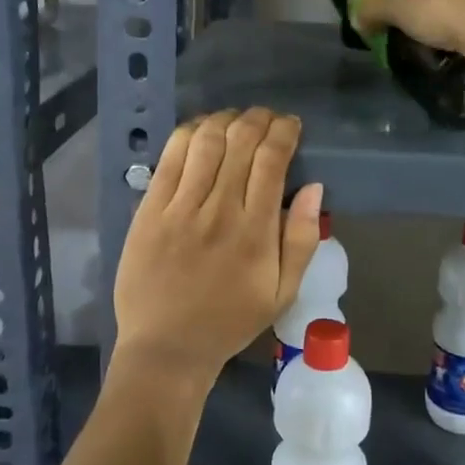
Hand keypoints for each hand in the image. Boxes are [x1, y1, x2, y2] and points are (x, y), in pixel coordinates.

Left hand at [110, 108, 324, 397]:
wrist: (167, 347)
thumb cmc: (230, 321)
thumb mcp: (283, 292)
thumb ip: (303, 239)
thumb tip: (315, 188)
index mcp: (256, 231)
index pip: (272, 160)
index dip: (284, 132)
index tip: (291, 125)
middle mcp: (219, 210)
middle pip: (240, 141)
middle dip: (259, 118)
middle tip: (267, 117)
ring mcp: (180, 208)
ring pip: (205, 141)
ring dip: (224, 119)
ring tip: (235, 119)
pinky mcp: (149, 210)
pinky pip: (170, 158)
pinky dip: (188, 134)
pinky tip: (200, 129)